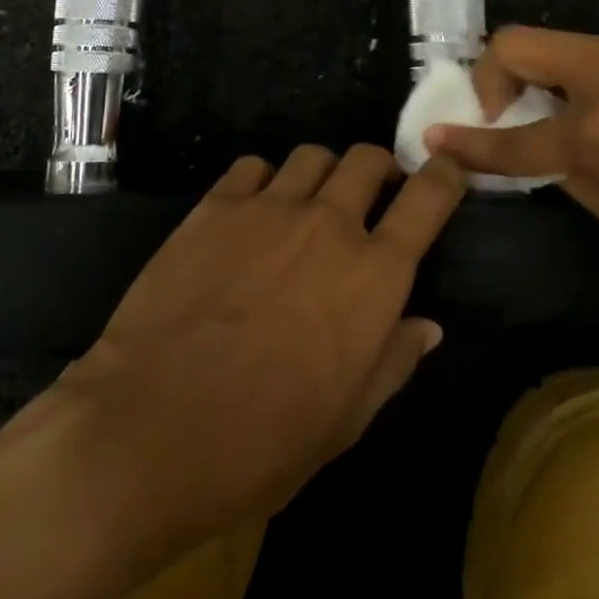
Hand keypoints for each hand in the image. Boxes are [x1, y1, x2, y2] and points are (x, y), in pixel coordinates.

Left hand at [56, 146, 466, 557]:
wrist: (152, 428)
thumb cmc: (262, 443)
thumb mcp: (346, 420)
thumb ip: (393, 361)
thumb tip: (427, 325)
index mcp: (374, 276)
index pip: (428, 199)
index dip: (445, 175)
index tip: (446, 169)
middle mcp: (329, 225)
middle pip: (367, 160)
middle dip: (379, 169)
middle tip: (370, 196)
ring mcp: (269, 208)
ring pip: (312, 155)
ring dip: (322, 174)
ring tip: (308, 204)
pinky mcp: (215, 206)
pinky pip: (253, 167)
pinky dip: (264, 181)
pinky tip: (251, 213)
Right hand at [427, 27, 598, 284]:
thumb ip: (579, 182)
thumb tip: (550, 157)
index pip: (513, 136)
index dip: (468, 140)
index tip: (434, 138)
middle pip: (516, 45)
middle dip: (488, 77)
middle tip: (500, 117)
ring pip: (552, 46)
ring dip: (532, 77)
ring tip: (548, 121)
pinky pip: (588, 57)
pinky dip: (568, 79)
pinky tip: (594, 117)